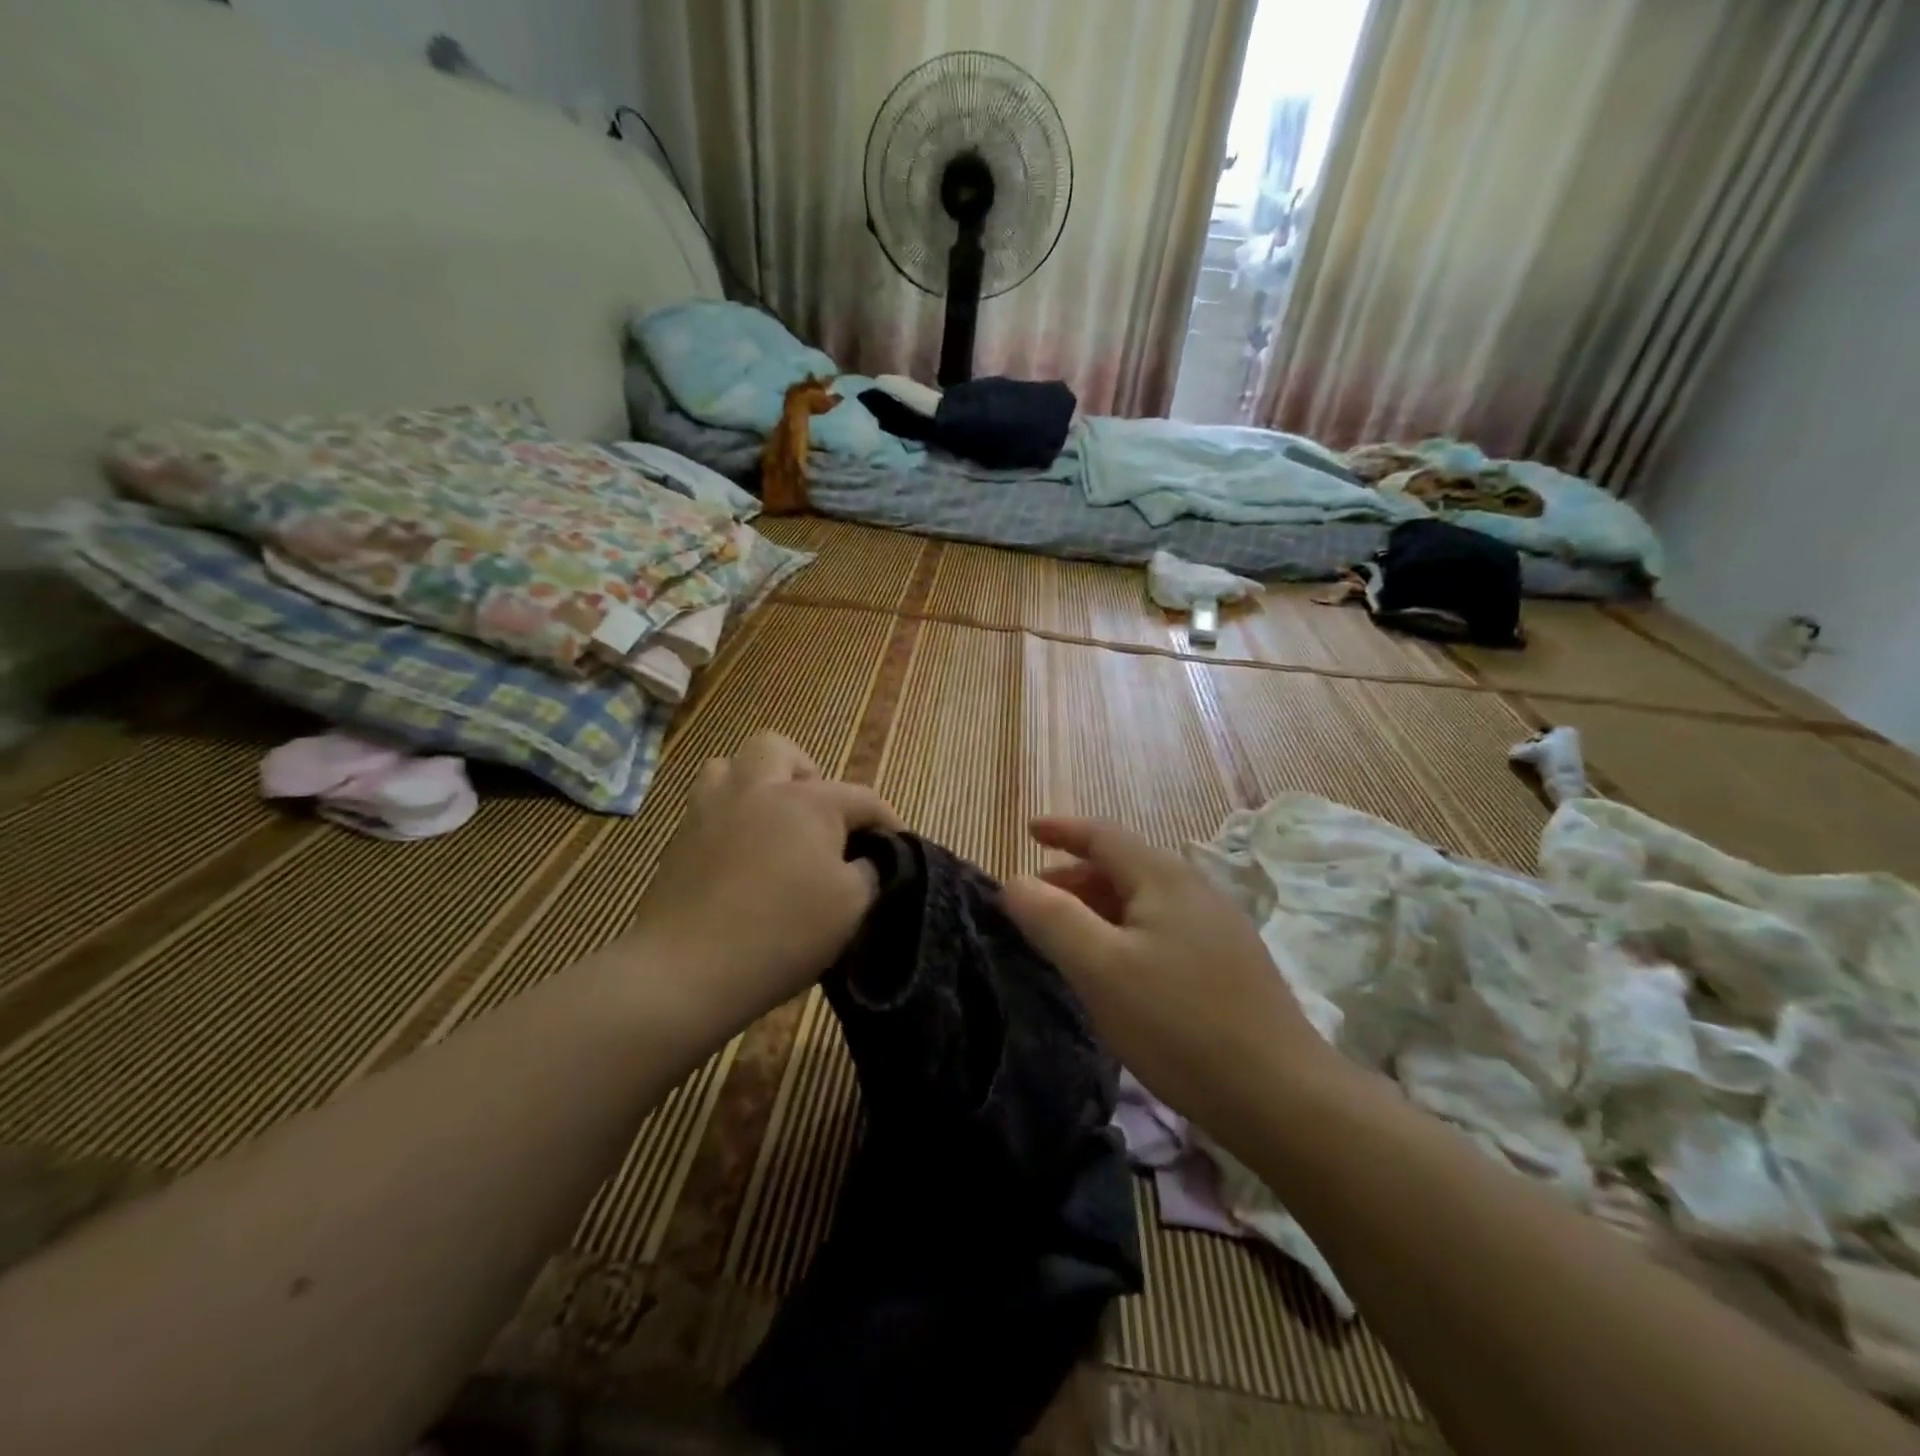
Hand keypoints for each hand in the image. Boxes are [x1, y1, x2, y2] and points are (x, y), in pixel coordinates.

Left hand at [626, 732, 901, 1033]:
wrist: (688, 969)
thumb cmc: (782, 932)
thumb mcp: (852, 906)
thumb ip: (870, 871)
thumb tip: (868, 859)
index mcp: (808, 802)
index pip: (862, 798)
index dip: (886, 820)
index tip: (897, 846)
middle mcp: (758, 790)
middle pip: (779, 749)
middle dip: (806, 773)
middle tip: (817, 816)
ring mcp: (711, 809)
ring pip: (729, 765)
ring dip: (756, 783)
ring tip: (771, 822)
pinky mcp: (680, 838)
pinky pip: (707, 803)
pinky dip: (729, 815)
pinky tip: (740, 852)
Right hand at [1002, 817, 1337, 1137]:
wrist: (1281, 1097)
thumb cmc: (1178, 1023)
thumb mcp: (1100, 968)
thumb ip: (1052, 918)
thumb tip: (1014, 882)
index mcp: (1163, 877)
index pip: (1103, 835)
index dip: (1062, 829)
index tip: (1029, 829)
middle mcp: (1194, 890)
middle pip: (1122, 866)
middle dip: (1073, 877)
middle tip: (1034, 904)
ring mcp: (1217, 928)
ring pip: (1143, 901)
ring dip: (1098, 908)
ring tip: (1067, 938)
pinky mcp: (1228, 964)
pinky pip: (1162, 929)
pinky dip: (1125, 932)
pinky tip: (1116, 970)